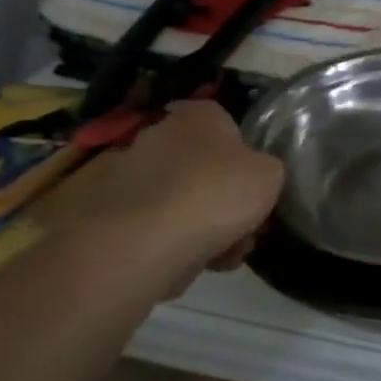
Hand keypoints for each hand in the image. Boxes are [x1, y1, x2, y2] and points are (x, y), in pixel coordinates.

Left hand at [71, 101, 283, 274]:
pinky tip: (194, 264)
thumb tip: (253, 174)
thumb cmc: (217, 192)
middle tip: (244, 227)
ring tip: (224, 257)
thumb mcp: (271, 174)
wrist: (147, 243)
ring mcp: (128, 174)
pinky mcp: (110, 214)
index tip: (253, 182)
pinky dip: (174, 242)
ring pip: (180, 199)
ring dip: (203, 225)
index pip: (223, 121)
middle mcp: (157, 134)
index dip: (242, 153)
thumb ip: (266, 167)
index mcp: (196, 116)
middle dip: (222, 196)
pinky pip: (155, 225)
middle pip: (202, 165)